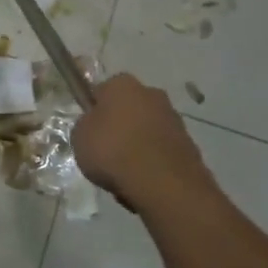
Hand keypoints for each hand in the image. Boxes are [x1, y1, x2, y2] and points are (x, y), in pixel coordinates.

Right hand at [72, 74, 212, 203]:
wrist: (163, 183)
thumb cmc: (113, 151)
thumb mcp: (79, 137)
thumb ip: (85, 125)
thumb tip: (95, 125)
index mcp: (122, 84)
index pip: (101, 91)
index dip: (94, 111)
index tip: (89, 132)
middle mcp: (151, 93)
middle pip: (128, 109)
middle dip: (120, 127)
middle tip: (106, 153)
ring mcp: (174, 118)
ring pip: (146, 131)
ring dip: (138, 146)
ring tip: (125, 175)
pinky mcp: (189, 144)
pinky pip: (161, 151)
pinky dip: (153, 163)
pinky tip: (144, 183)